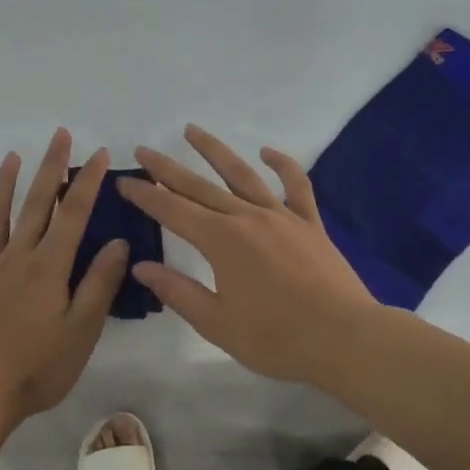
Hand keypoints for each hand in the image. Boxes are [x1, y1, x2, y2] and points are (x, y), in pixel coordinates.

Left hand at [0, 130, 128, 430]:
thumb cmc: (37, 368)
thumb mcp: (81, 331)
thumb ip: (99, 284)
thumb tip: (120, 242)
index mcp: (48, 266)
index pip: (72, 213)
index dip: (87, 181)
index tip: (98, 153)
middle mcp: (17, 257)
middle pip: (35, 203)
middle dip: (50, 167)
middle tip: (59, 135)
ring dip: (6, 182)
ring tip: (14, 155)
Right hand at [118, 125, 379, 382]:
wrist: (346, 339)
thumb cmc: (276, 338)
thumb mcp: (217, 323)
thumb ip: (178, 291)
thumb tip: (142, 267)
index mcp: (220, 241)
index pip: (172, 210)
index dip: (145, 196)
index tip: (124, 181)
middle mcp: (246, 217)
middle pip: (199, 186)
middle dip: (167, 168)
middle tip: (144, 150)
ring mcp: (280, 216)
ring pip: (242, 174)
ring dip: (215, 150)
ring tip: (192, 130)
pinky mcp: (309, 223)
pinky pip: (296, 186)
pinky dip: (282, 165)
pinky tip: (268, 152)